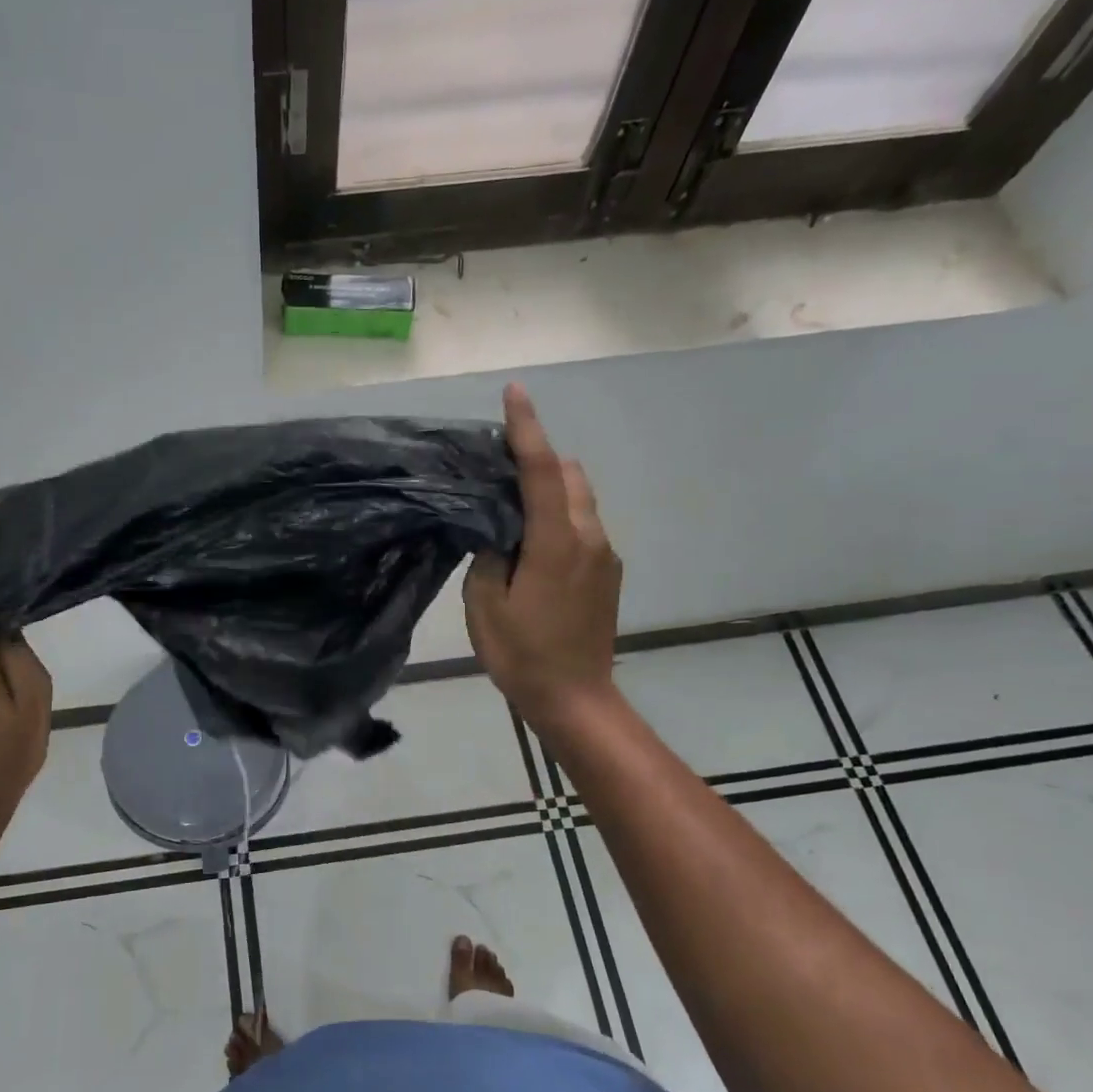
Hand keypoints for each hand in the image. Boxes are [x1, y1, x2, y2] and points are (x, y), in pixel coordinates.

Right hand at [465, 384, 621, 732]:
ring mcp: (604, 554)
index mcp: (557, 542)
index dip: (527, 429)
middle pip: (569, 475)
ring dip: (549, 487)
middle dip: (538, 457)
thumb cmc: (522, 653)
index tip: (515, 393)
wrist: (574, 698)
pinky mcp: (607, 572)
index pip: (542, 471)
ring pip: (579, 498)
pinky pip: (583, 524)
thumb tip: (498, 528)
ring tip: (511, 503)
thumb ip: (491, 553)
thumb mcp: (485, 603)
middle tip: (498, 463)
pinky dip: (559, 513)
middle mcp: (590, 537)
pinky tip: (531, 540)